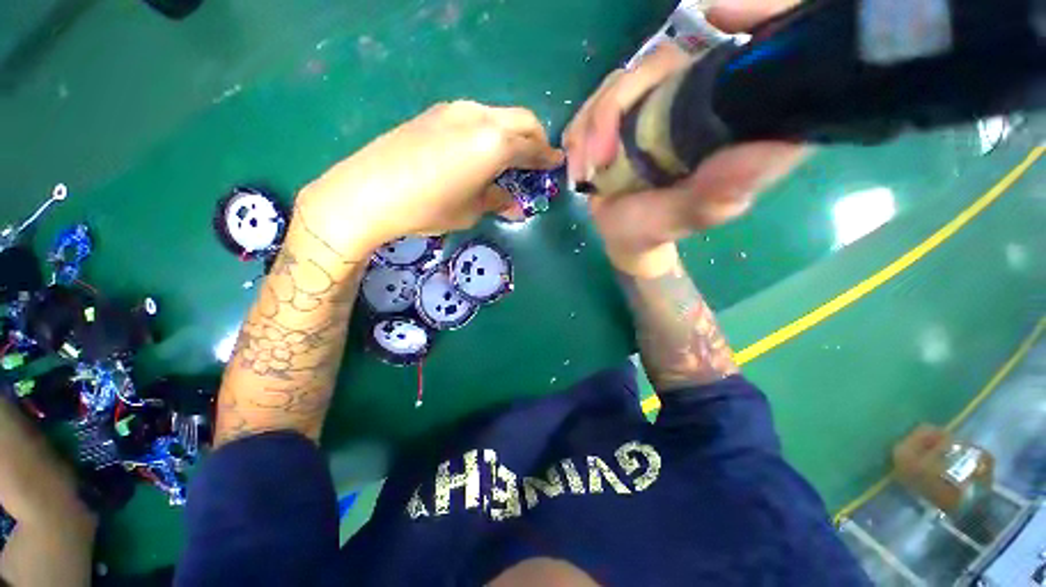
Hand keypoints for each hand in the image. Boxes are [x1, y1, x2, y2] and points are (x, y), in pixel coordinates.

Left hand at [298, 101, 562, 255]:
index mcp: (495, 144)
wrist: (370, 190)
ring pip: (499, 114)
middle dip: (536, 138)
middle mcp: (480, 118)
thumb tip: (514, 205)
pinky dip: (489, 130)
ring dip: (512, 132)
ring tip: (509, 155)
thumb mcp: (471, 210)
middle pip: (522, 120)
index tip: (556, 163)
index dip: (547, 157)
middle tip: (538, 158)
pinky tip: (480, 149)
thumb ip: (497, 201)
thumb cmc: (429, 207)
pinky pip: (476, 116)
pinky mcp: (436, 112)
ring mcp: (456, 110)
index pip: (532, 148)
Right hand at [564, 0, 806, 276]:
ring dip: (590, 129)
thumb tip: (775, 148)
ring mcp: (650, 104)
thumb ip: (720, 190)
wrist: (622, 234)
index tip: (716, 15)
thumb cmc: (657, 227)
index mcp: (722, 117)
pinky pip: (591, 105)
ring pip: (617, 83)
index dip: (749, 12)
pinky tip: (580, 168)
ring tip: (585, 174)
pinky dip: (579, 136)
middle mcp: (689, 99)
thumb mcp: (688, 216)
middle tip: (597, 162)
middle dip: (614, 109)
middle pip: (657, 64)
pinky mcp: (619, 115)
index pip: (740, 55)